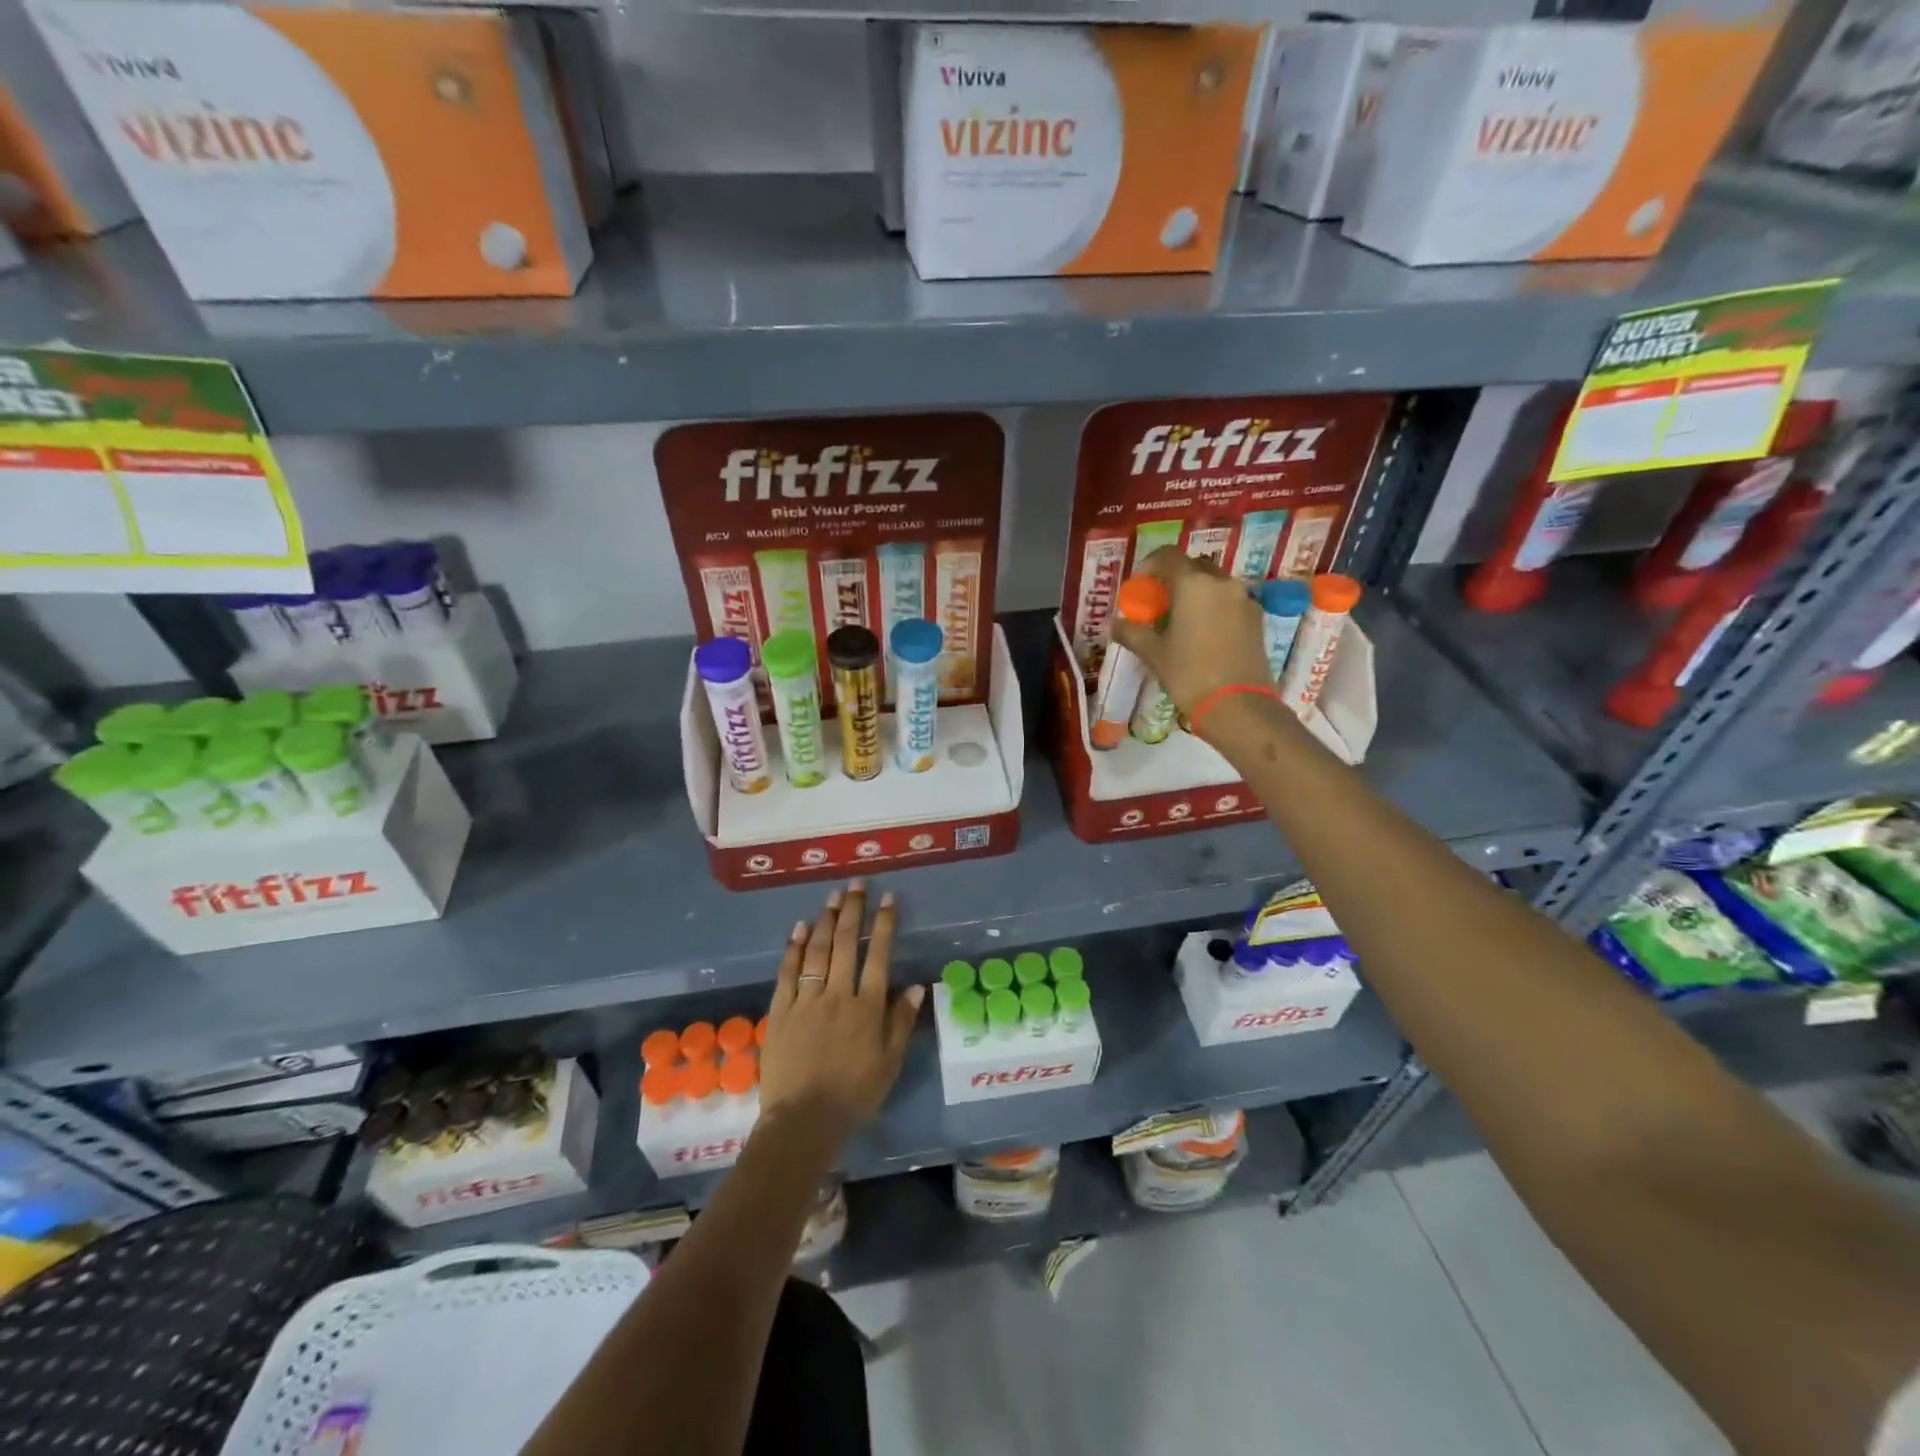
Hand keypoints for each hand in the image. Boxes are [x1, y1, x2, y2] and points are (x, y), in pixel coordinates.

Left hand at [759, 881, 921, 1155]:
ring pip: (817, 951)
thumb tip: (916, 986)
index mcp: (867, 1007)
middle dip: (853, 910)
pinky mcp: (780, 1010)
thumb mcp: (889, 1062)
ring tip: (832, 897)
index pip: (878, 954)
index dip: (884, 923)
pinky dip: (793, 948)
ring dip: (825, 920)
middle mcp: (838, 994)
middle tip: (856, 884)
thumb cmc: (854, 1094)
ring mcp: (806, 1000)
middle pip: (845, 943)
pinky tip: (799, 928)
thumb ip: (901, 1022)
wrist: (804, 1120)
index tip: (888, 898)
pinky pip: (788, 972)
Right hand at [1111, 547, 1273, 718]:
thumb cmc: (1190, 675)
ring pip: (1214, 583)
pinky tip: (1202, 633)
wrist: (1239, 706)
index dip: (1149, 565)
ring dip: (1195, 592)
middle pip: (1194, 566)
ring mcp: (1244, 599)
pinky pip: (1229, 601)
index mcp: (1193, 585)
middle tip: (1159, 603)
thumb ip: (1132, 633)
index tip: (1139, 586)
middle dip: (1174, 578)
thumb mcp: (1154, 654)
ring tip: (1180, 620)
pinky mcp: (1256, 618)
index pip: (1168, 556)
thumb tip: (1115, 624)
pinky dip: (1212, 607)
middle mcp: (1222, 583)